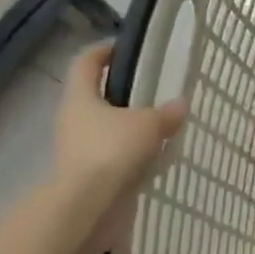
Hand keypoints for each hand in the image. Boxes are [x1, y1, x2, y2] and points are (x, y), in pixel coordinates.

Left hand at [55, 43, 186, 253]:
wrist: (88, 207)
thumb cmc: (112, 152)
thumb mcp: (148, 125)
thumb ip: (166, 113)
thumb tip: (180, 104)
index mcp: (80, 98)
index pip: (86, 63)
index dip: (103, 51)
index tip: (124, 47)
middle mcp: (74, 120)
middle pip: (96, 97)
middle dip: (122, 94)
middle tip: (153, 91)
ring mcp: (79, 150)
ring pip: (107, 129)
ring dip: (130, 127)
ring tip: (162, 127)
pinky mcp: (90, 176)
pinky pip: (115, 156)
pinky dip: (133, 155)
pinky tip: (157, 158)